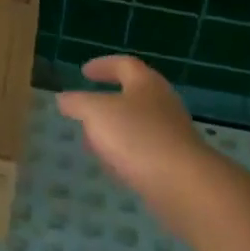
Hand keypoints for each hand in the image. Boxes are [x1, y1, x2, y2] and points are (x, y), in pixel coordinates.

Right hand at [58, 55, 215, 227]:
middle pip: (133, 94)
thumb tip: (64, 98)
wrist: (185, 186)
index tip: (84, 72)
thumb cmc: (137, 137)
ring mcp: (172, 134)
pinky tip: (115, 168)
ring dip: (116, 130)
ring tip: (94, 142)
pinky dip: (127, 153)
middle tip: (86, 109)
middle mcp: (162, 103)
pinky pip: (146, 151)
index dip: (103, 65)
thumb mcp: (96, 113)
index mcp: (145, 83)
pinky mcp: (176, 163)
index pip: (124, 64)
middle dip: (108, 101)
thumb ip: (78, 103)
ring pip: (138, 125)